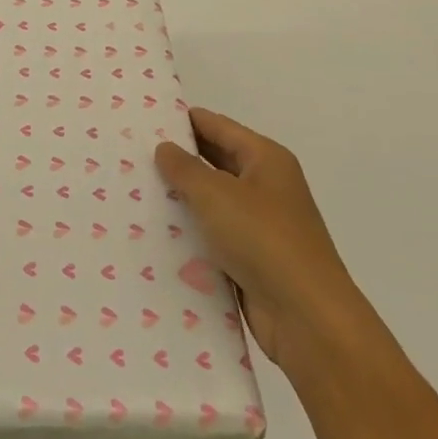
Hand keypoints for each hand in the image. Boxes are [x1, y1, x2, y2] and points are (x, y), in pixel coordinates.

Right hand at [156, 108, 355, 371]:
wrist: (307, 318)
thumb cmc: (263, 240)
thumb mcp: (215, 195)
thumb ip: (184, 168)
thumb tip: (165, 148)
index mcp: (265, 159)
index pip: (216, 126)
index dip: (181, 121)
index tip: (142, 121)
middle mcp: (266, 185)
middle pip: (214, 161)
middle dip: (177, 160)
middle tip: (130, 157)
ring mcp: (260, 224)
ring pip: (212, 201)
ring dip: (181, 199)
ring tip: (134, 192)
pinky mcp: (252, 258)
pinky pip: (214, 235)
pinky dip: (191, 233)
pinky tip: (156, 234)